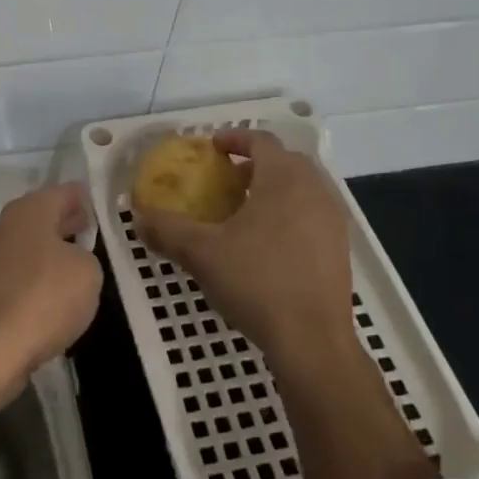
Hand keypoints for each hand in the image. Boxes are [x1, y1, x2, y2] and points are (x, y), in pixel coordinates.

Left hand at [0, 183, 101, 402]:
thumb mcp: (88, 273)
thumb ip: (85, 257)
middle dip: (64, 226)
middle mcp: (1, 226)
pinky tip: (44, 304)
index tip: (100, 211)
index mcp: (28, 211)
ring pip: (23, 248)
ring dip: (45, 256)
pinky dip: (28, 284)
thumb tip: (70, 259)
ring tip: (71, 274)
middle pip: (39, 218)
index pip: (63, 192)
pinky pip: (11, 278)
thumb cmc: (42, 300)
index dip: (84, 199)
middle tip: (88, 236)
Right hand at [136, 130, 355, 360]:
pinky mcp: (340, 249)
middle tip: (226, 178)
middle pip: (286, 161)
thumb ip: (166, 229)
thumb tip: (138, 216)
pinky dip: (290, 213)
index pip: (261, 140)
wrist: (312, 340)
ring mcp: (333, 220)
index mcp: (283, 178)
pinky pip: (313, 214)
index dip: (235, 137)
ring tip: (245, 210)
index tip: (212, 147)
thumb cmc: (256, 282)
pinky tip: (268, 243)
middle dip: (255, 163)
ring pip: (303, 188)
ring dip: (275, 188)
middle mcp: (315, 190)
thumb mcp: (201, 253)